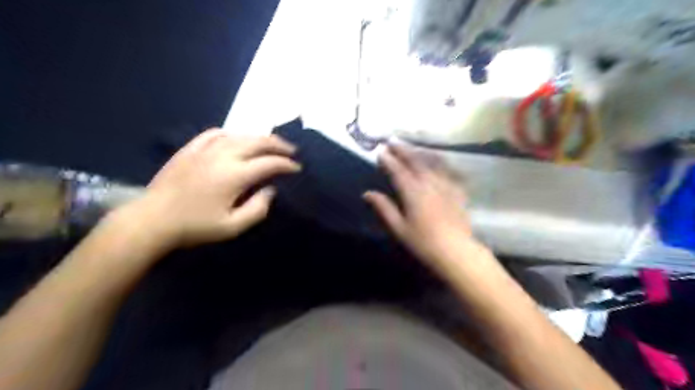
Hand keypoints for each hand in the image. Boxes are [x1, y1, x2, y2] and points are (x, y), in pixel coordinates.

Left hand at [117, 128, 300, 249]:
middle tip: (291, 151)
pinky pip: (216, 133)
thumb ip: (257, 209)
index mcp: (235, 175)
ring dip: (260, 138)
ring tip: (271, 144)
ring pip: (240, 135)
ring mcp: (205, 149)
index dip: (286, 164)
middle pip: (258, 142)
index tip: (297, 168)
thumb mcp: (232, 227)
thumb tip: (270, 190)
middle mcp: (223, 155)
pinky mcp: (191, 148)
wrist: (153, 219)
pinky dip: (232, 134)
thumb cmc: (195, 226)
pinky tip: (237, 139)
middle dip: (278, 145)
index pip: (269, 163)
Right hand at [366, 145, 484, 270]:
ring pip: (431, 162)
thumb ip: (384, 208)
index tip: (380, 151)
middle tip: (392, 141)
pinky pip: (448, 170)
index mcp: (413, 192)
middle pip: (414, 161)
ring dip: (419, 152)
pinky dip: (440, 162)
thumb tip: (367, 193)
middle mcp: (429, 183)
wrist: (455, 250)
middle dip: (402, 150)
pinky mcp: (457, 190)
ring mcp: (445, 185)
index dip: (388, 160)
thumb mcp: (398, 228)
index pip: (398, 171)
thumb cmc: (423, 241)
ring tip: (411, 147)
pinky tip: (438, 161)